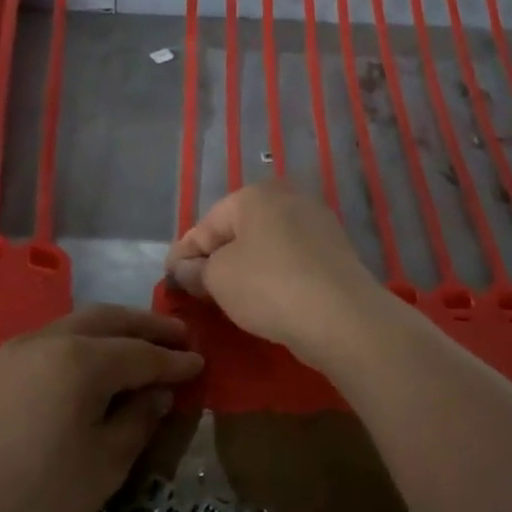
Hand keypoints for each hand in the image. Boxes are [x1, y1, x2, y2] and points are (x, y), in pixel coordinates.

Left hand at [0, 307, 202, 511]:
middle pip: (108, 320)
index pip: (142, 353)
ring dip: (114, 329)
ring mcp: (15, 352)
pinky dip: (83, 342)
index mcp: (81, 360)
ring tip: (141, 344)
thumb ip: (138, 420)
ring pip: (76, 324)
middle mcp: (48, 341)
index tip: (201, 363)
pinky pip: (52, 340)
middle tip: (179, 336)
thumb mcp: (104, 466)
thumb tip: (156, 392)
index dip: (174, 360)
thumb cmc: (35, 499)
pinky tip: (93, 363)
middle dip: (147, 326)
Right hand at [165, 183, 381, 359]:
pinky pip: (290, 261)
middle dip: (215, 258)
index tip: (169, 277)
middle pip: (239, 231)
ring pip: (266, 246)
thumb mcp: (218, 279)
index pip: (207, 224)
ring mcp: (318, 224)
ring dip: (244, 268)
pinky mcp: (336, 253)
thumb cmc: (269, 286)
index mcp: (256, 195)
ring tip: (226, 297)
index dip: (184, 253)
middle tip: (195, 288)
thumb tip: (186, 269)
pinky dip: (272, 276)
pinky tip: (264, 299)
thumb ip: (196, 270)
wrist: (342, 316)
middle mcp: (290, 199)